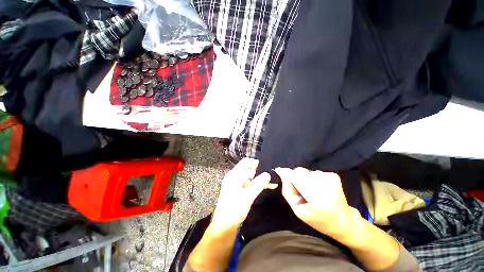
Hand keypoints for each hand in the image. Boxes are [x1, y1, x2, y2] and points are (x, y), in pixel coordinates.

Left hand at [211, 158, 276, 232]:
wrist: (224, 227)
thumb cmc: (233, 211)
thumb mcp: (247, 197)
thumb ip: (257, 184)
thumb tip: (268, 174)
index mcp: (234, 175)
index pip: (245, 162)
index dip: (256, 163)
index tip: (267, 168)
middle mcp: (235, 177)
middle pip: (249, 169)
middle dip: (260, 171)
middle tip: (272, 176)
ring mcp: (237, 184)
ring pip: (251, 177)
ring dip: (260, 179)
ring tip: (273, 182)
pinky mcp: (240, 190)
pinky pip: (250, 184)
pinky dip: (258, 184)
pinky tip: (268, 187)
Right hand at [275, 167, 360, 238]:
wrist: (344, 221)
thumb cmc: (318, 219)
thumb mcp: (299, 211)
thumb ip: (288, 192)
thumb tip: (283, 176)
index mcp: (317, 198)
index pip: (296, 178)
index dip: (285, 172)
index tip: (278, 170)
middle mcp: (324, 184)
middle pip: (299, 172)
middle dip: (295, 178)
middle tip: (298, 189)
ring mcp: (330, 178)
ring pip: (306, 171)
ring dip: (303, 178)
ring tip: (308, 190)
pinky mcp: (333, 175)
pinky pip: (313, 172)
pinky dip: (311, 178)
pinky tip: (317, 187)